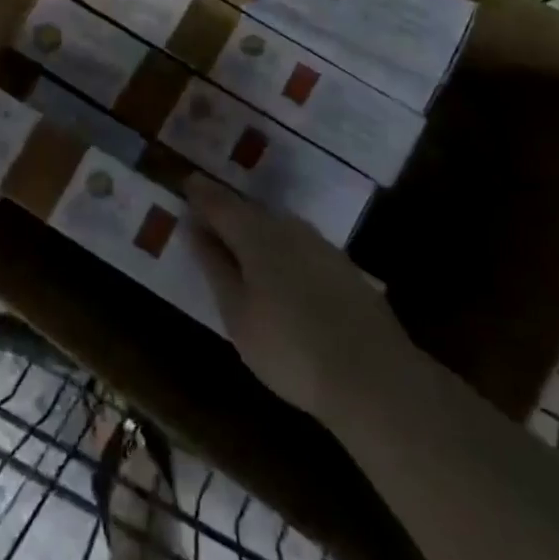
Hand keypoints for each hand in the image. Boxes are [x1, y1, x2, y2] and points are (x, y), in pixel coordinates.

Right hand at [188, 175, 408, 420]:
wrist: (373, 375)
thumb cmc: (290, 349)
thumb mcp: (238, 314)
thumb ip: (215, 267)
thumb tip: (195, 229)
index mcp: (256, 234)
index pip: (220, 203)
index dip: (200, 193)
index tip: (185, 184)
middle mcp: (288, 227)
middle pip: (249, 212)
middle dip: (227, 213)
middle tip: (207, 222)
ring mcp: (320, 244)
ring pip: (277, 227)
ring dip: (255, 232)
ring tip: (239, 251)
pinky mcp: (342, 266)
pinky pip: (298, 245)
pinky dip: (280, 250)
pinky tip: (280, 275)